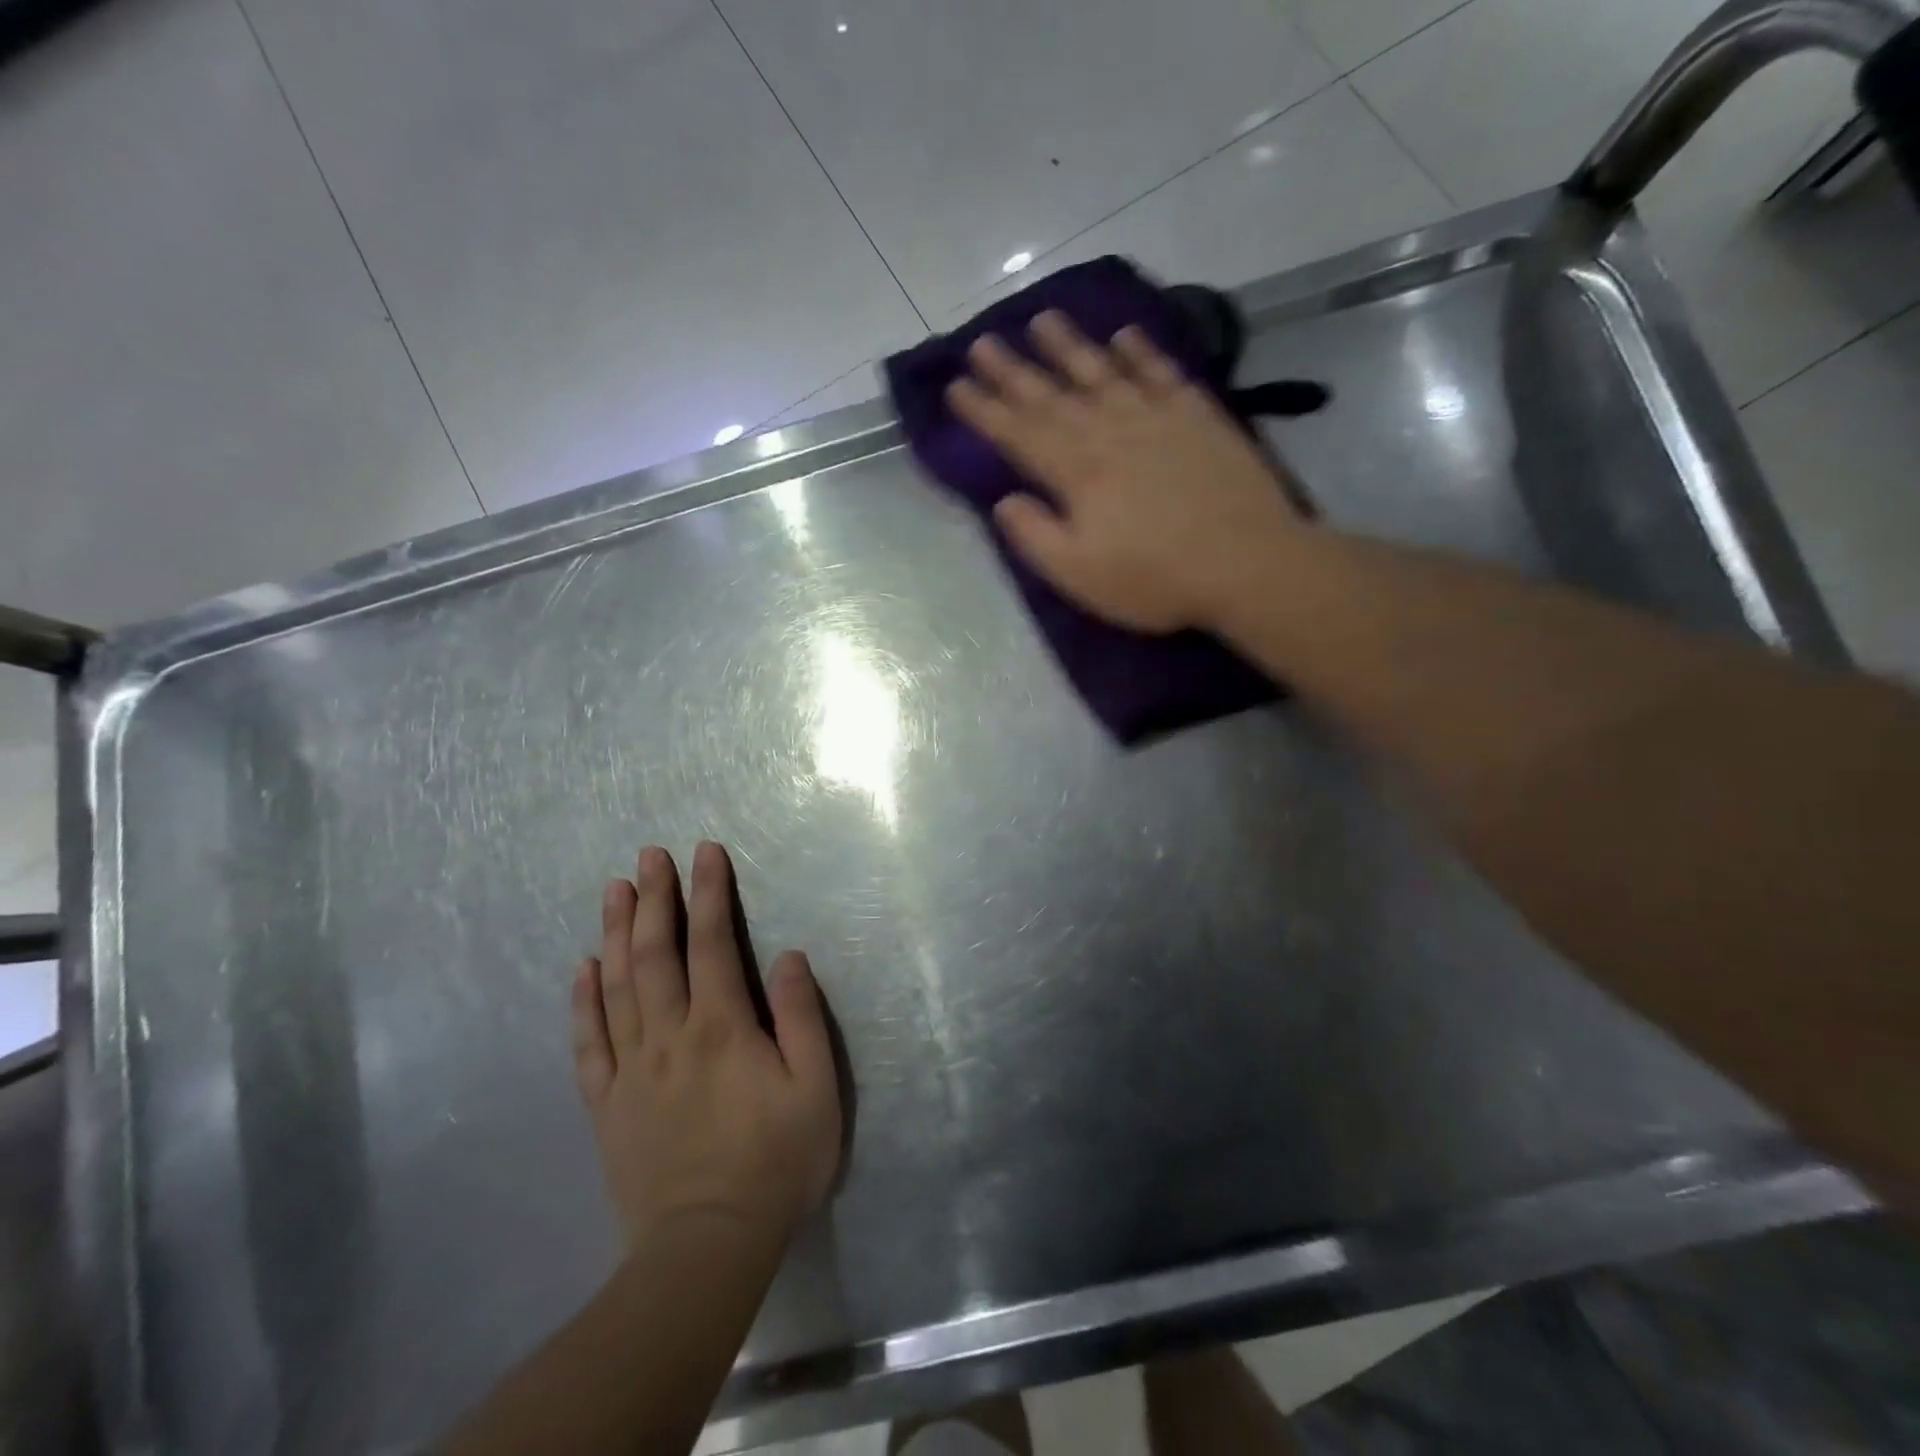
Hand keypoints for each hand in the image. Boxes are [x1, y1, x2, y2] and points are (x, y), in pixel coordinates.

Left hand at [572, 842, 841, 1251]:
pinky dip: (583, 1000)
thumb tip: (787, 956)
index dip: (708, 893)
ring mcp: (631, 1069)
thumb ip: (800, 1017)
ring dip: (614, 932)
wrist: (706, 1248)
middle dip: (653, 898)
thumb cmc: (775, 1164)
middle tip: (648, 855)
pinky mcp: (607, 1104)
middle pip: (654, 953)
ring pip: (616, 986)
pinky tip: (581, 969)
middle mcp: (669, 1035)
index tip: (704, 852)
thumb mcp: (815, 1090)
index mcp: (721, 1027)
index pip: (711, 943)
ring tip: (613, 889)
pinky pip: (589, 1042)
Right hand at [947, 311, 1305, 633]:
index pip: (1019, 433)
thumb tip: (1004, 501)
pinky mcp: (1198, 416)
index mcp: (1077, 472)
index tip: (956, 386)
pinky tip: (1124, 335)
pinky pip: (1162, 373)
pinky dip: (1141, 352)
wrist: (1247, 563)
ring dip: (1069, 346)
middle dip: (1012, 370)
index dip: (985, 410)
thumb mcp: (1079, 574)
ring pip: (1103, 372)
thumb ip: (1035, 536)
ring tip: (1042, 320)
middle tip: (981, 342)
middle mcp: (1110, 432)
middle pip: (1052, 395)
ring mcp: (1156, 418)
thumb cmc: (1155, 579)